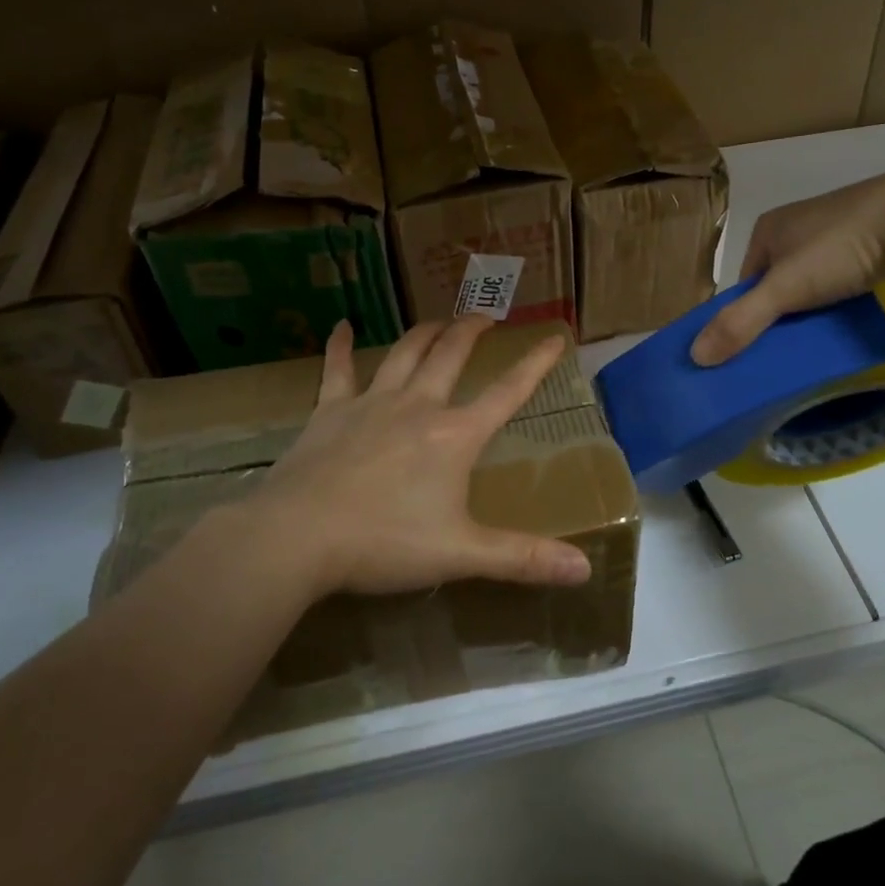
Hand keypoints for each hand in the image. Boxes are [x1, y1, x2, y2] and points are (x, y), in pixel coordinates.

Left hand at [249, 317, 591, 597]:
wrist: (298, 536)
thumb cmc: (384, 543)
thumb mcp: (460, 554)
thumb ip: (522, 558)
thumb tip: (585, 569)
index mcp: (454, 436)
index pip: (507, 392)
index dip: (534, 364)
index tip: (553, 338)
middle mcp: (417, 406)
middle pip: (451, 356)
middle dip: (471, 331)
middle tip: (486, 316)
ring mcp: (371, 403)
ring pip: (404, 353)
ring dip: (425, 332)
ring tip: (440, 320)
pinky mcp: (329, 411)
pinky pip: (337, 370)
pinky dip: (340, 346)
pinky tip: (341, 326)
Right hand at [691, 163, 884, 365]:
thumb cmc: (839, 248)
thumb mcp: (785, 289)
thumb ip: (741, 322)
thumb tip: (695, 356)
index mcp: (768, 229)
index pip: (745, 282)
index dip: (747, 315)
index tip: (759, 349)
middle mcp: (796, 226)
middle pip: (777, 283)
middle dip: (782, 313)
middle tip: (791, 348)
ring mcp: (834, 230)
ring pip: (811, 281)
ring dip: (813, 307)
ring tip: (823, 336)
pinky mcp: (870, 239)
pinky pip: (842, 276)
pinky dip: (841, 297)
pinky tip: (852, 315)